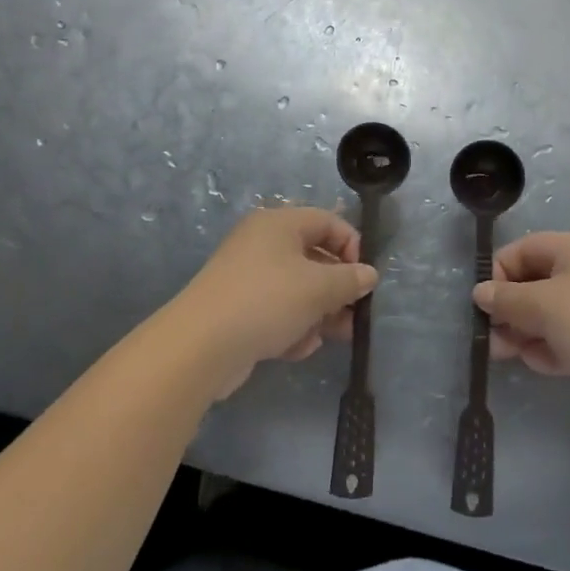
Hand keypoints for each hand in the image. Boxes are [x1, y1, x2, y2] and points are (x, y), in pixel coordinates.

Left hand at [172, 207, 376, 398]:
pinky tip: (297, 349)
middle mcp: (262, 243)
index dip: (352, 246)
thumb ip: (350, 279)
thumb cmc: (267, 301)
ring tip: (332, 337)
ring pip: (296, 289)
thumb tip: (369, 274)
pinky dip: (291, 327)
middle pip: (313, 257)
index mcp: (279, 223)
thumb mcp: (318, 288)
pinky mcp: (237, 308)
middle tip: (355, 315)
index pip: (328, 221)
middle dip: (337, 289)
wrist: (200, 346)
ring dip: (318, 313)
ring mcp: (247, 276)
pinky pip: (275, 310)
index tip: (363, 278)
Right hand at [477, 232, 569, 426]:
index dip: (499, 273)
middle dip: (510, 311)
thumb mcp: (543, 305)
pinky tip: (545, 365)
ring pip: (547, 315)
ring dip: (526, 334)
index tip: (484, 304)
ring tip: (513, 356)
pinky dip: (551, 350)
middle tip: (491, 339)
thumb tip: (480, 292)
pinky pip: (566, 338)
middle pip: (533, 284)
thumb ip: (506, 299)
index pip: (523, 250)